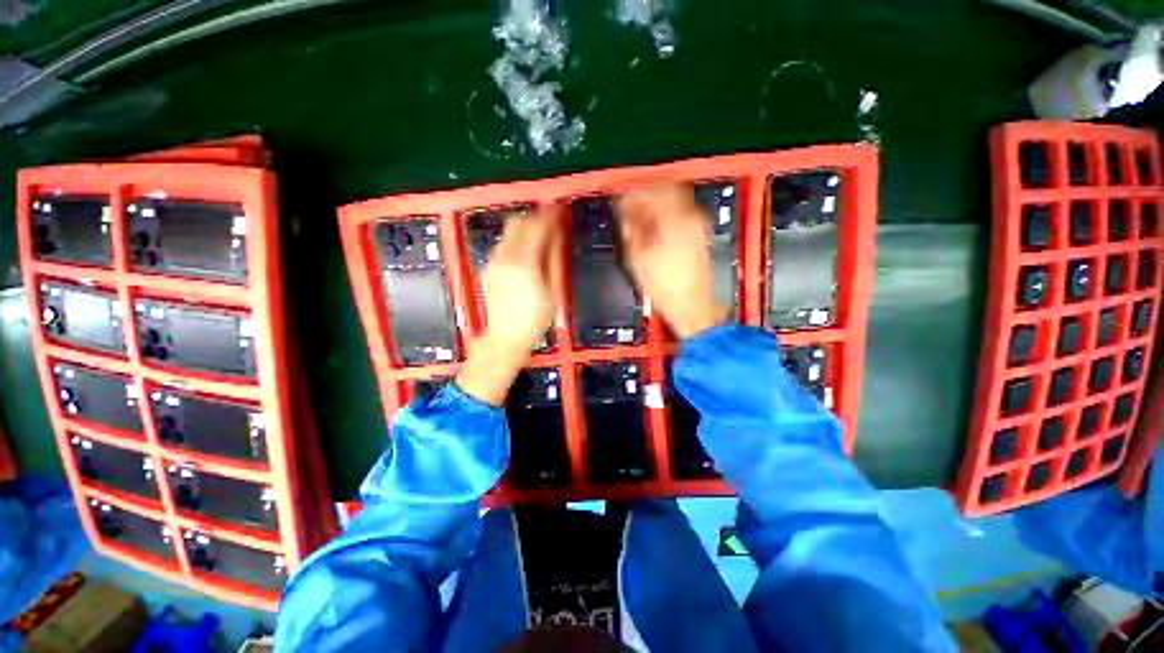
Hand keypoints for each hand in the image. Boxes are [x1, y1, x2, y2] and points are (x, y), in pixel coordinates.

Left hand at [457, 208, 561, 404]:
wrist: (505, 338)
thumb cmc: (534, 320)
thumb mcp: (552, 292)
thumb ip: (554, 260)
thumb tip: (557, 237)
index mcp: (524, 263)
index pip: (537, 227)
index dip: (550, 216)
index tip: (561, 211)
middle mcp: (505, 258)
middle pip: (518, 222)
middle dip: (535, 217)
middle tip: (550, 222)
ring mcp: (494, 262)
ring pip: (509, 232)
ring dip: (525, 228)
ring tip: (540, 238)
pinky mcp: (489, 269)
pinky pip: (503, 245)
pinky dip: (516, 241)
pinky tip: (526, 253)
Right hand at [616, 184, 721, 338]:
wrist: (691, 306)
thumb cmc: (663, 287)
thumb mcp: (637, 260)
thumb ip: (630, 231)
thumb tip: (625, 214)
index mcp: (673, 221)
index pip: (650, 192)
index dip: (631, 194)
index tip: (619, 201)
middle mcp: (690, 216)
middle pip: (663, 192)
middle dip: (642, 199)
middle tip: (627, 212)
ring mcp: (697, 225)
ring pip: (671, 202)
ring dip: (653, 207)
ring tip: (638, 222)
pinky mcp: (699, 234)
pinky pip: (678, 214)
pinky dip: (663, 216)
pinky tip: (652, 230)